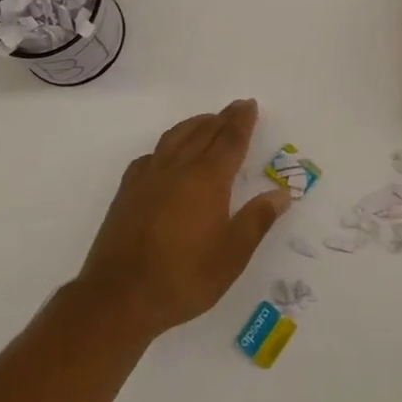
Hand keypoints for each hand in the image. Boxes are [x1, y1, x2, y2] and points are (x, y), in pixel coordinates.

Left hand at [77, 99, 289, 336]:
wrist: (119, 296)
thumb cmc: (184, 277)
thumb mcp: (232, 255)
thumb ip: (257, 220)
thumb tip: (282, 193)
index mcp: (208, 179)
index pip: (230, 140)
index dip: (241, 121)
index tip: (249, 104)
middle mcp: (178, 167)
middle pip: (203, 132)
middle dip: (222, 118)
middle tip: (235, 108)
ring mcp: (148, 177)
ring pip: (175, 137)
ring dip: (194, 125)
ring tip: (206, 122)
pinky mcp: (127, 191)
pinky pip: (150, 155)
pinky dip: (165, 147)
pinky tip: (165, 156)